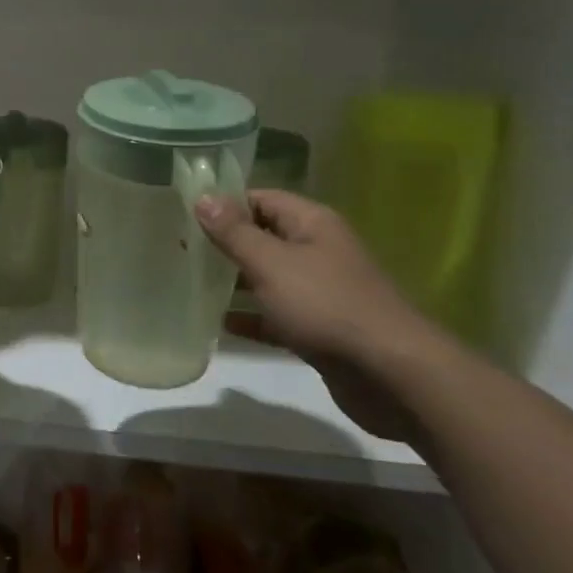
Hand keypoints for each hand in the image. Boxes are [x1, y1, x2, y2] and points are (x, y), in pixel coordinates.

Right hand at [195, 190, 448, 442]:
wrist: (391, 375)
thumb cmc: (326, 306)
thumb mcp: (271, 263)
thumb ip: (234, 232)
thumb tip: (204, 197)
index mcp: (311, 224)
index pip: (261, 198)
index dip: (225, 203)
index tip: (184, 214)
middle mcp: (318, 251)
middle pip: (264, 237)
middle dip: (224, 243)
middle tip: (180, 250)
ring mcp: (321, 291)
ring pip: (269, 277)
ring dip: (234, 282)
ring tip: (191, 284)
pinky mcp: (320, 329)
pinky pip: (277, 314)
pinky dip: (252, 317)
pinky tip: (219, 326)